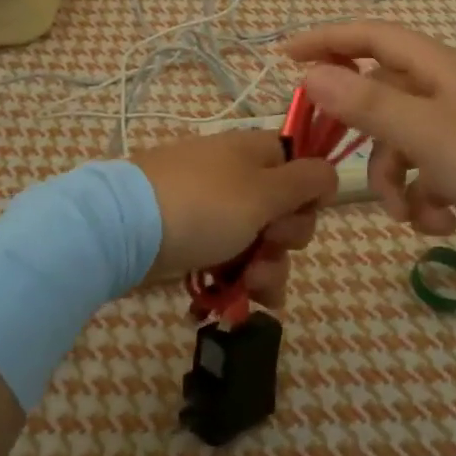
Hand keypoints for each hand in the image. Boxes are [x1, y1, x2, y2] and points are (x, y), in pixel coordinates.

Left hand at [131, 129, 338, 307]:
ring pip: (262, 242)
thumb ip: (305, 182)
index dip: (311, 191)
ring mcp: (214, 210)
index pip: (301, 163)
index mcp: (255, 152)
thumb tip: (331, 170)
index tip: (307, 211)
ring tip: (252, 288)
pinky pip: (233, 259)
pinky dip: (242, 280)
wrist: (124, 229)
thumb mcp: (264, 191)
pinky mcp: (195, 241)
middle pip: (286, 209)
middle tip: (269, 245)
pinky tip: (244, 303)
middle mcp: (237, 177)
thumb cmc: (204, 205)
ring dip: (268, 269)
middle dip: (287, 239)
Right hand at [283, 21, 455, 261]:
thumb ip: (367, 104)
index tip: (285, 57)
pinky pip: (428, 172)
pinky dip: (425, 199)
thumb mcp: (425, 134)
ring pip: (402, 144)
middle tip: (332, 156)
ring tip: (410, 216)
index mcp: (439, 68)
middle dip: (363, 136)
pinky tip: (440, 225)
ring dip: (396, 181)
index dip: (326, 39)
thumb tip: (312, 74)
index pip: (371, 36)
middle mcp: (448, 89)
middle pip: (382, 97)